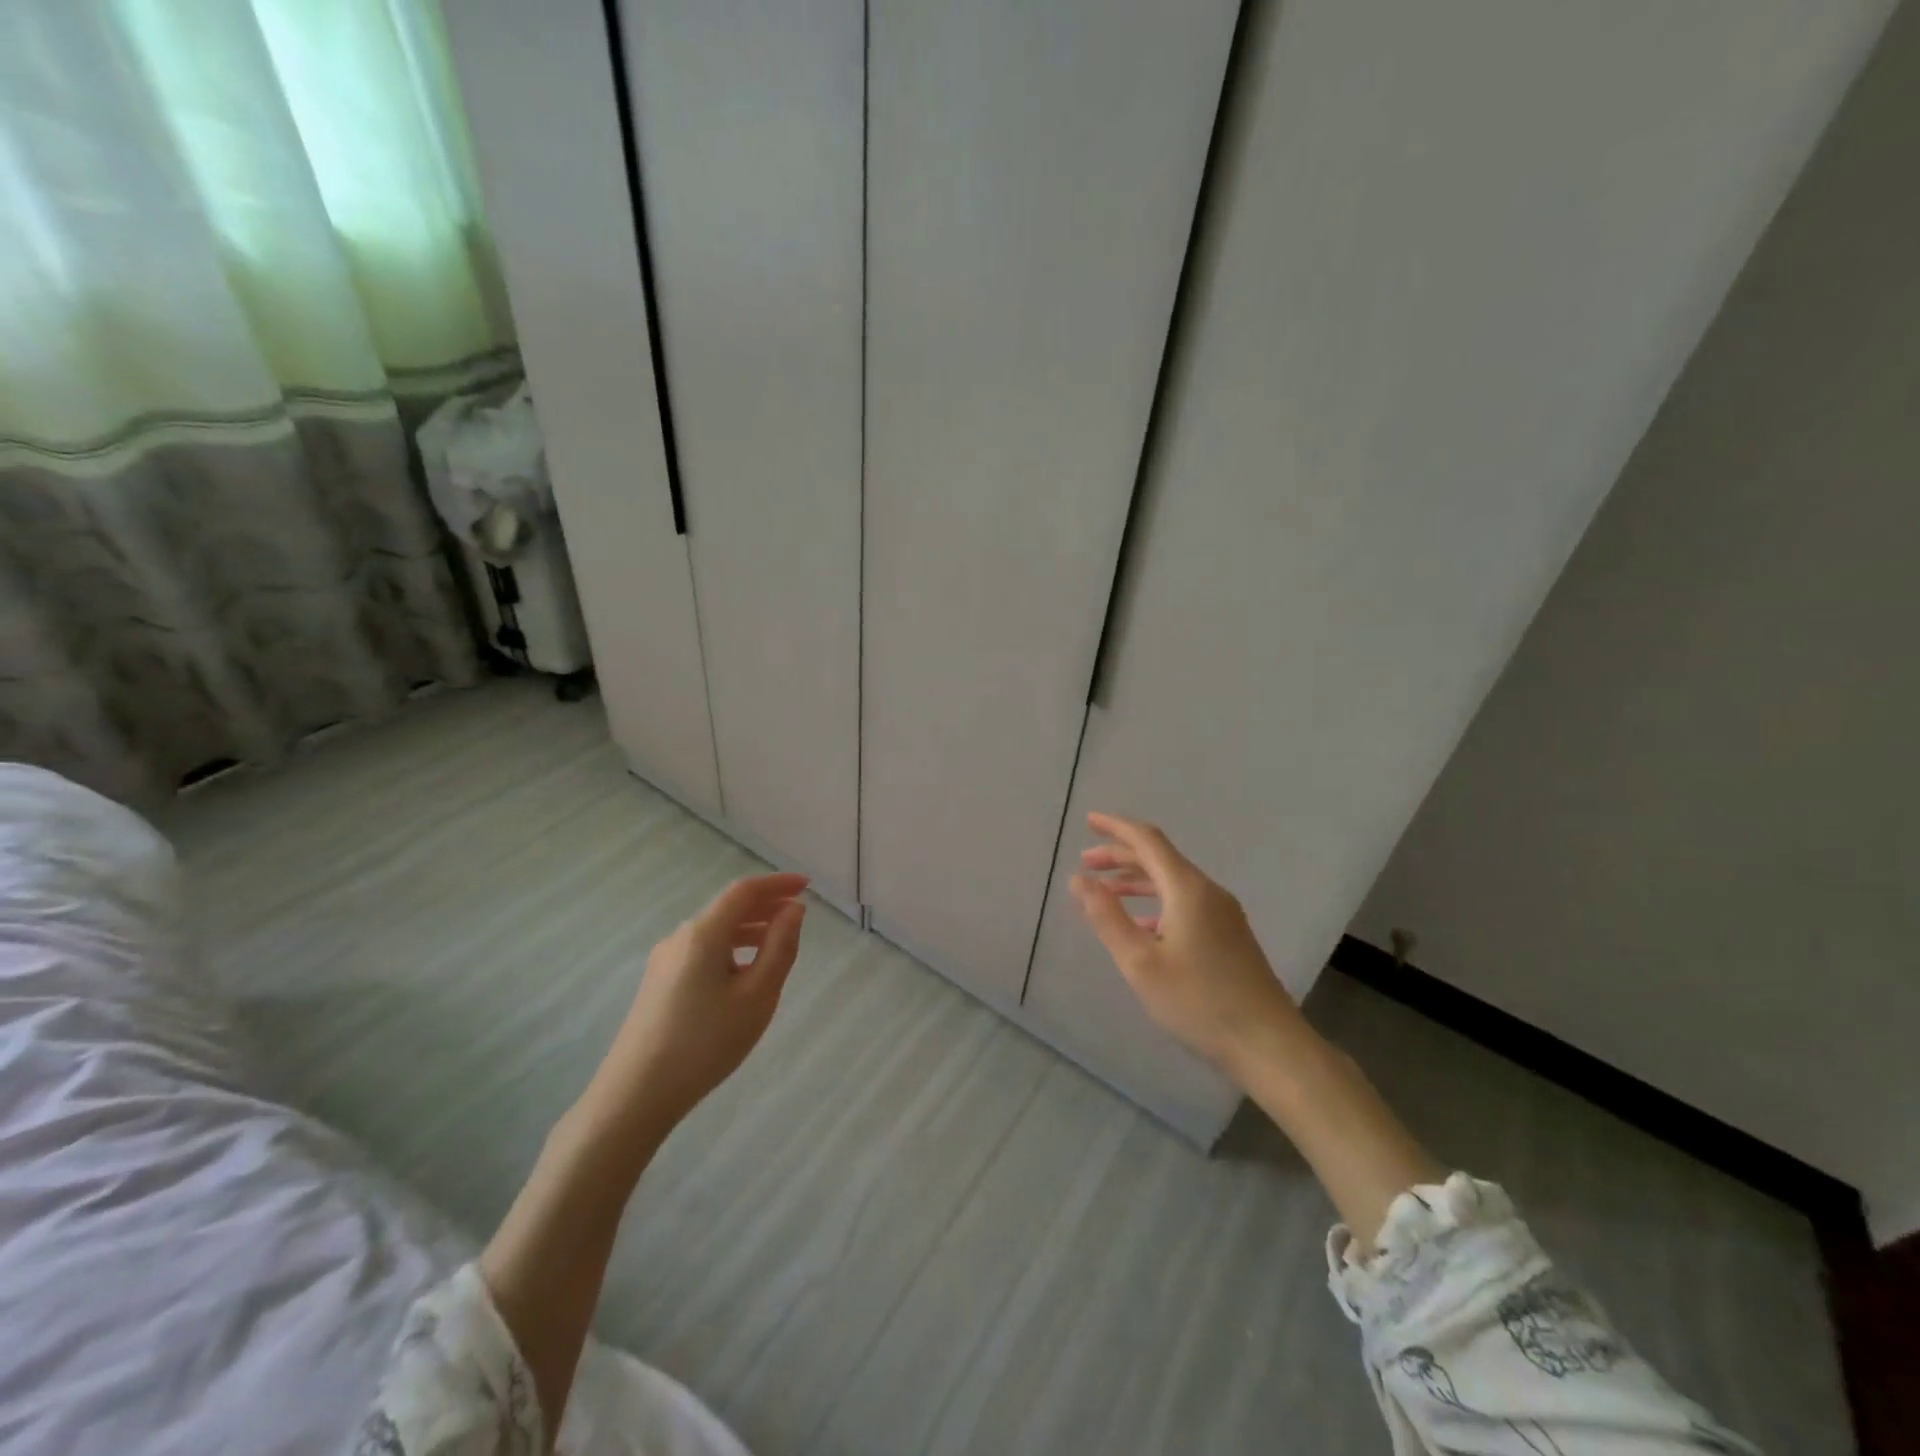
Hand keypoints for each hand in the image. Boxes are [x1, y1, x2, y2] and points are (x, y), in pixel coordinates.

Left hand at [584, 873, 808, 1134]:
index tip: (807, 885)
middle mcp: (680, 937)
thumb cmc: (706, 1042)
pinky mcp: (659, 983)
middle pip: (728, 908)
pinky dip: (731, 948)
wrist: (636, 1094)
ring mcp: (665, 960)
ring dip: (749, 928)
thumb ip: (780, 947)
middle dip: (765, 905)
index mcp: (704, 933)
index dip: (778, 883)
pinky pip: (702, 951)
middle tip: (798, 914)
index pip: (744, 891)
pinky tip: (743, 974)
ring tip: (778, 944)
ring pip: (715, 931)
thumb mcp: (757, 995)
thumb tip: (793, 910)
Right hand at [1071, 812, 1303, 1080]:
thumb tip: (1079, 880)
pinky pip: (1186, 902)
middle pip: (1160, 858)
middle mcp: (1208, 891)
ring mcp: (1223, 913)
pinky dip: (1156, 902)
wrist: (1268, 1044)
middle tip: (1086, 862)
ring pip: (1173, 882)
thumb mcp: (1141, 962)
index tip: (1088, 821)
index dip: (1116, 827)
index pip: (1147, 840)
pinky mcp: (1230, 935)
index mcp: (1187, 889)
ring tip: (1105, 891)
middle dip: (1121, 855)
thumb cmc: (1199, 1002)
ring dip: (1137, 880)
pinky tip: (1141, 924)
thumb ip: (1107, 917)